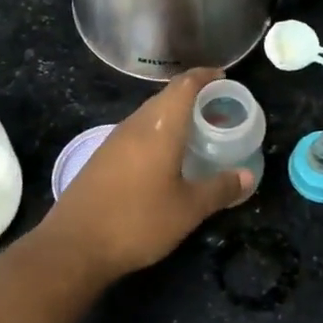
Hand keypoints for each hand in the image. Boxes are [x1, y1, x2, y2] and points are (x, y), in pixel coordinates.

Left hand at [39, 68, 252, 280]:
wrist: (74, 245)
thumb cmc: (138, 221)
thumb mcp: (188, 209)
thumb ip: (220, 189)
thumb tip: (248, 176)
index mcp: (160, 127)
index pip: (184, 85)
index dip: (205, 76)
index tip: (224, 77)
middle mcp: (136, 124)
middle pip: (167, 97)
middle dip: (193, 98)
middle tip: (218, 110)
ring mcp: (114, 140)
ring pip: (150, 115)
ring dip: (174, 117)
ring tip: (196, 133)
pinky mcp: (102, 158)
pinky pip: (137, 133)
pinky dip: (157, 134)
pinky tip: (166, 158)